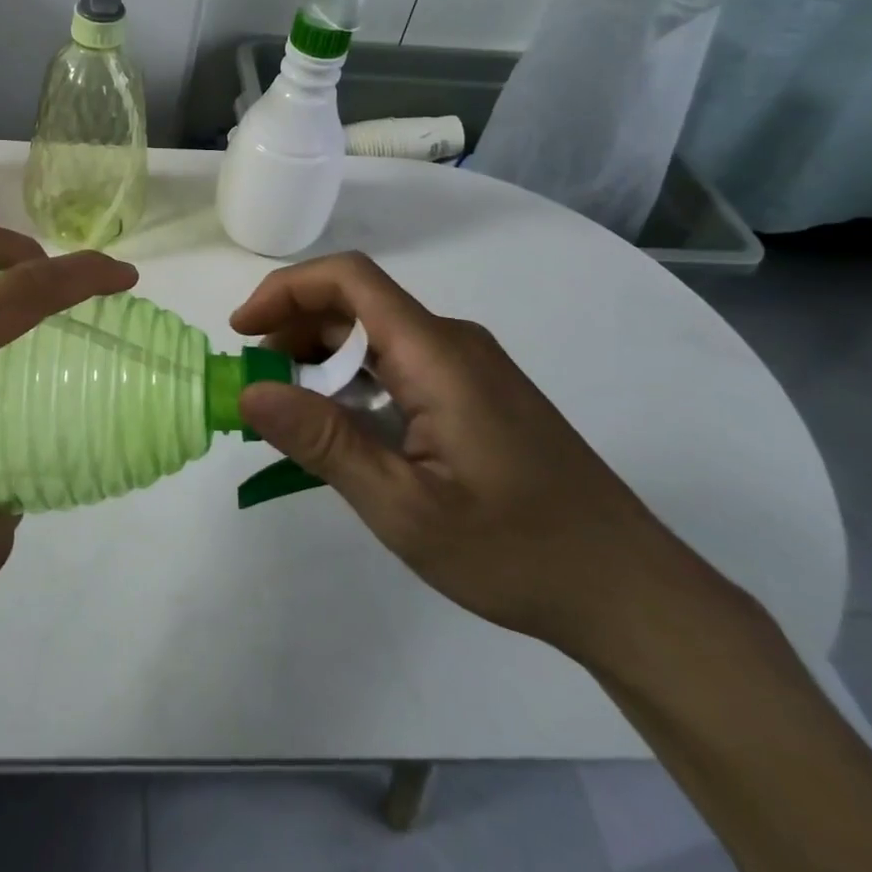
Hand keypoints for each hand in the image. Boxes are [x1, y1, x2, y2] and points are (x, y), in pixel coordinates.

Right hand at [231, 252, 722, 664]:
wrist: (630, 592)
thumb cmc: (516, 550)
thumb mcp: (404, 506)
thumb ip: (324, 442)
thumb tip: (249, 392)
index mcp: (437, 353)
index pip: (349, 279)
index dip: (286, 291)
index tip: (242, 333)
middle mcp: (454, 343)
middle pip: (357, 305)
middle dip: (294, 332)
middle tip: (259, 387)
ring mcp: (470, 368)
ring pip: (377, 337)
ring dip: (322, 362)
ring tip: (291, 414)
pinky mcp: (478, 395)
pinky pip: (400, 366)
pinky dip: (354, 383)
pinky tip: (344, 431)